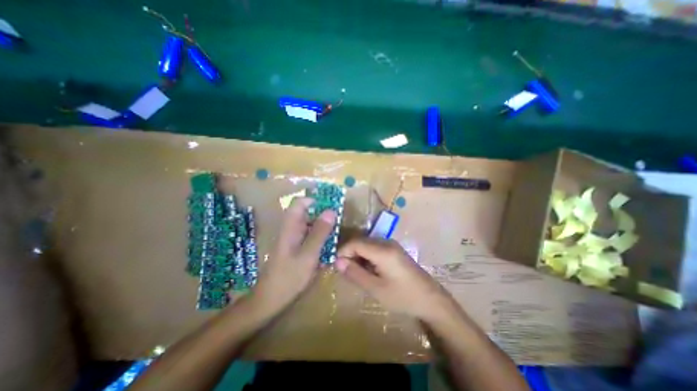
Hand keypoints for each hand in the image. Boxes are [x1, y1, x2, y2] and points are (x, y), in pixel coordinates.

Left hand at [251, 197, 336, 315]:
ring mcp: (293, 238)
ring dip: (323, 227)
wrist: (271, 300)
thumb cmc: (289, 277)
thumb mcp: (308, 254)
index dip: (315, 200)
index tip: (331, 206)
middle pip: (307, 212)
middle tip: (338, 222)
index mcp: (291, 226)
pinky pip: (310, 236)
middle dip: (323, 214)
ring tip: (336, 234)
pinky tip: (328, 247)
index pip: (300, 202)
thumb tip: (331, 211)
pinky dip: (320, 237)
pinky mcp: (296, 247)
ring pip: (310, 224)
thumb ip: (320, 232)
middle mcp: (291, 229)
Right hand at [337, 238, 454, 319]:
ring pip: (367, 244)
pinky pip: (375, 248)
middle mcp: (387, 242)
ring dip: (358, 256)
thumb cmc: (403, 297)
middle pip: (361, 242)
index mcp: (383, 250)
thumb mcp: (376, 289)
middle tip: (345, 271)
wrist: (431, 300)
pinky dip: (367, 257)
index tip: (336, 265)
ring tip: (356, 273)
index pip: (355, 242)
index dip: (343, 251)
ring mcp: (392, 245)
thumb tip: (338, 262)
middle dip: (350, 254)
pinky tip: (369, 270)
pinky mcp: (395, 250)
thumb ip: (355, 273)